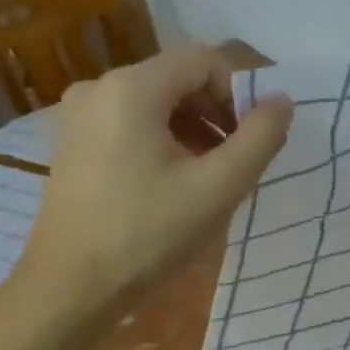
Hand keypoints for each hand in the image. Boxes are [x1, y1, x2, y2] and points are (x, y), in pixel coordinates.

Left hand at [9, 46, 292, 319]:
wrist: (68, 289)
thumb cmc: (146, 235)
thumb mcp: (218, 187)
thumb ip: (259, 137)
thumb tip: (281, 101)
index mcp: (131, 88)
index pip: (205, 60)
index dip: (239, 93)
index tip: (250, 140)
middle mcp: (99, 87)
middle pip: (179, 78)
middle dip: (216, 113)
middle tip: (234, 163)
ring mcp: (79, 114)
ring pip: (156, 102)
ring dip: (193, 129)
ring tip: (208, 178)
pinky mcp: (73, 141)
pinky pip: (131, 122)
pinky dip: (162, 140)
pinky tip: (173, 183)